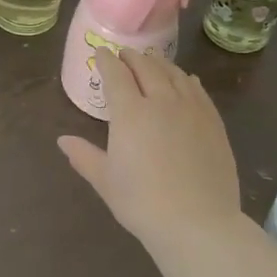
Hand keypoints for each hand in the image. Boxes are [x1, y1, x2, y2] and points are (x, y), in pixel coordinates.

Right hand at [58, 48, 242, 247]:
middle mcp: (161, 101)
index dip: (106, 61)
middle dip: (132, 58)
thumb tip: (62, 140)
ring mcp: (191, 110)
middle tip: (124, 55)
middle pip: (146, 68)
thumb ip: (84, 156)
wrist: (198, 223)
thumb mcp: (106, 181)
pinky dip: (186, 80)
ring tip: (152, 62)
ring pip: (174, 74)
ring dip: (159, 64)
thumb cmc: (143, 203)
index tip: (101, 53)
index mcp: (130, 112)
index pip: (116, 75)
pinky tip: (186, 80)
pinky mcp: (213, 123)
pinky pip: (198, 91)